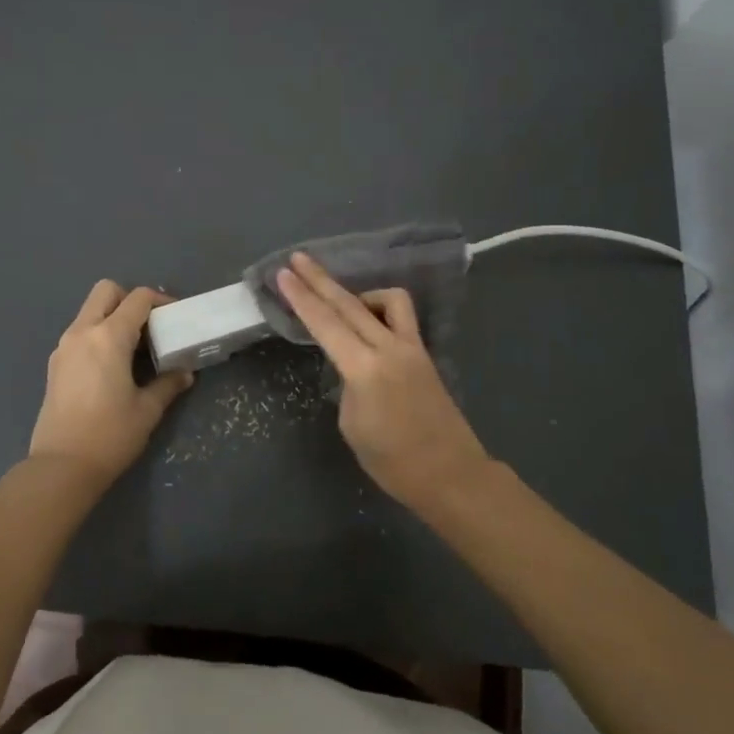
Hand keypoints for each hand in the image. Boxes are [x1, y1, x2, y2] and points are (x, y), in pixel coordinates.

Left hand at [28, 281, 194, 487]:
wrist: (61, 467)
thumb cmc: (110, 435)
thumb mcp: (147, 410)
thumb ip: (168, 384)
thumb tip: (184, 374)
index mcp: (108, 337)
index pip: (138, 299)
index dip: (160, 300)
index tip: (174, 317)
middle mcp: (82, 332)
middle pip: (106, 291)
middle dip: (130, 299)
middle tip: (149, 326)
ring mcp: (64, 347)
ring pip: (89, 311)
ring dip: (112, 317)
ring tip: (133, 348)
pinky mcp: (55, 364)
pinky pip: (79, 333)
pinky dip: (97, 335)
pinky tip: (112, 365)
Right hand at [275, 253, 490, 509]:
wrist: (450, 474)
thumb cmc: (393, 462)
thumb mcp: (352, 424)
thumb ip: (348, 384)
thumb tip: (351, 367)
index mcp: (364, 369)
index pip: (325, 324)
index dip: (301, 297)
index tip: (283, 273)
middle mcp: (388, 348)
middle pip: (348, 303)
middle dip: (320, 279)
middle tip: (298, 259)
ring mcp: (411, 347)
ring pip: (386, 300)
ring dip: (359, 293)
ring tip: (341, 304)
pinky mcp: (424, 353)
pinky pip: (402, 317)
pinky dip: (382, 310)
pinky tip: (370, 324)